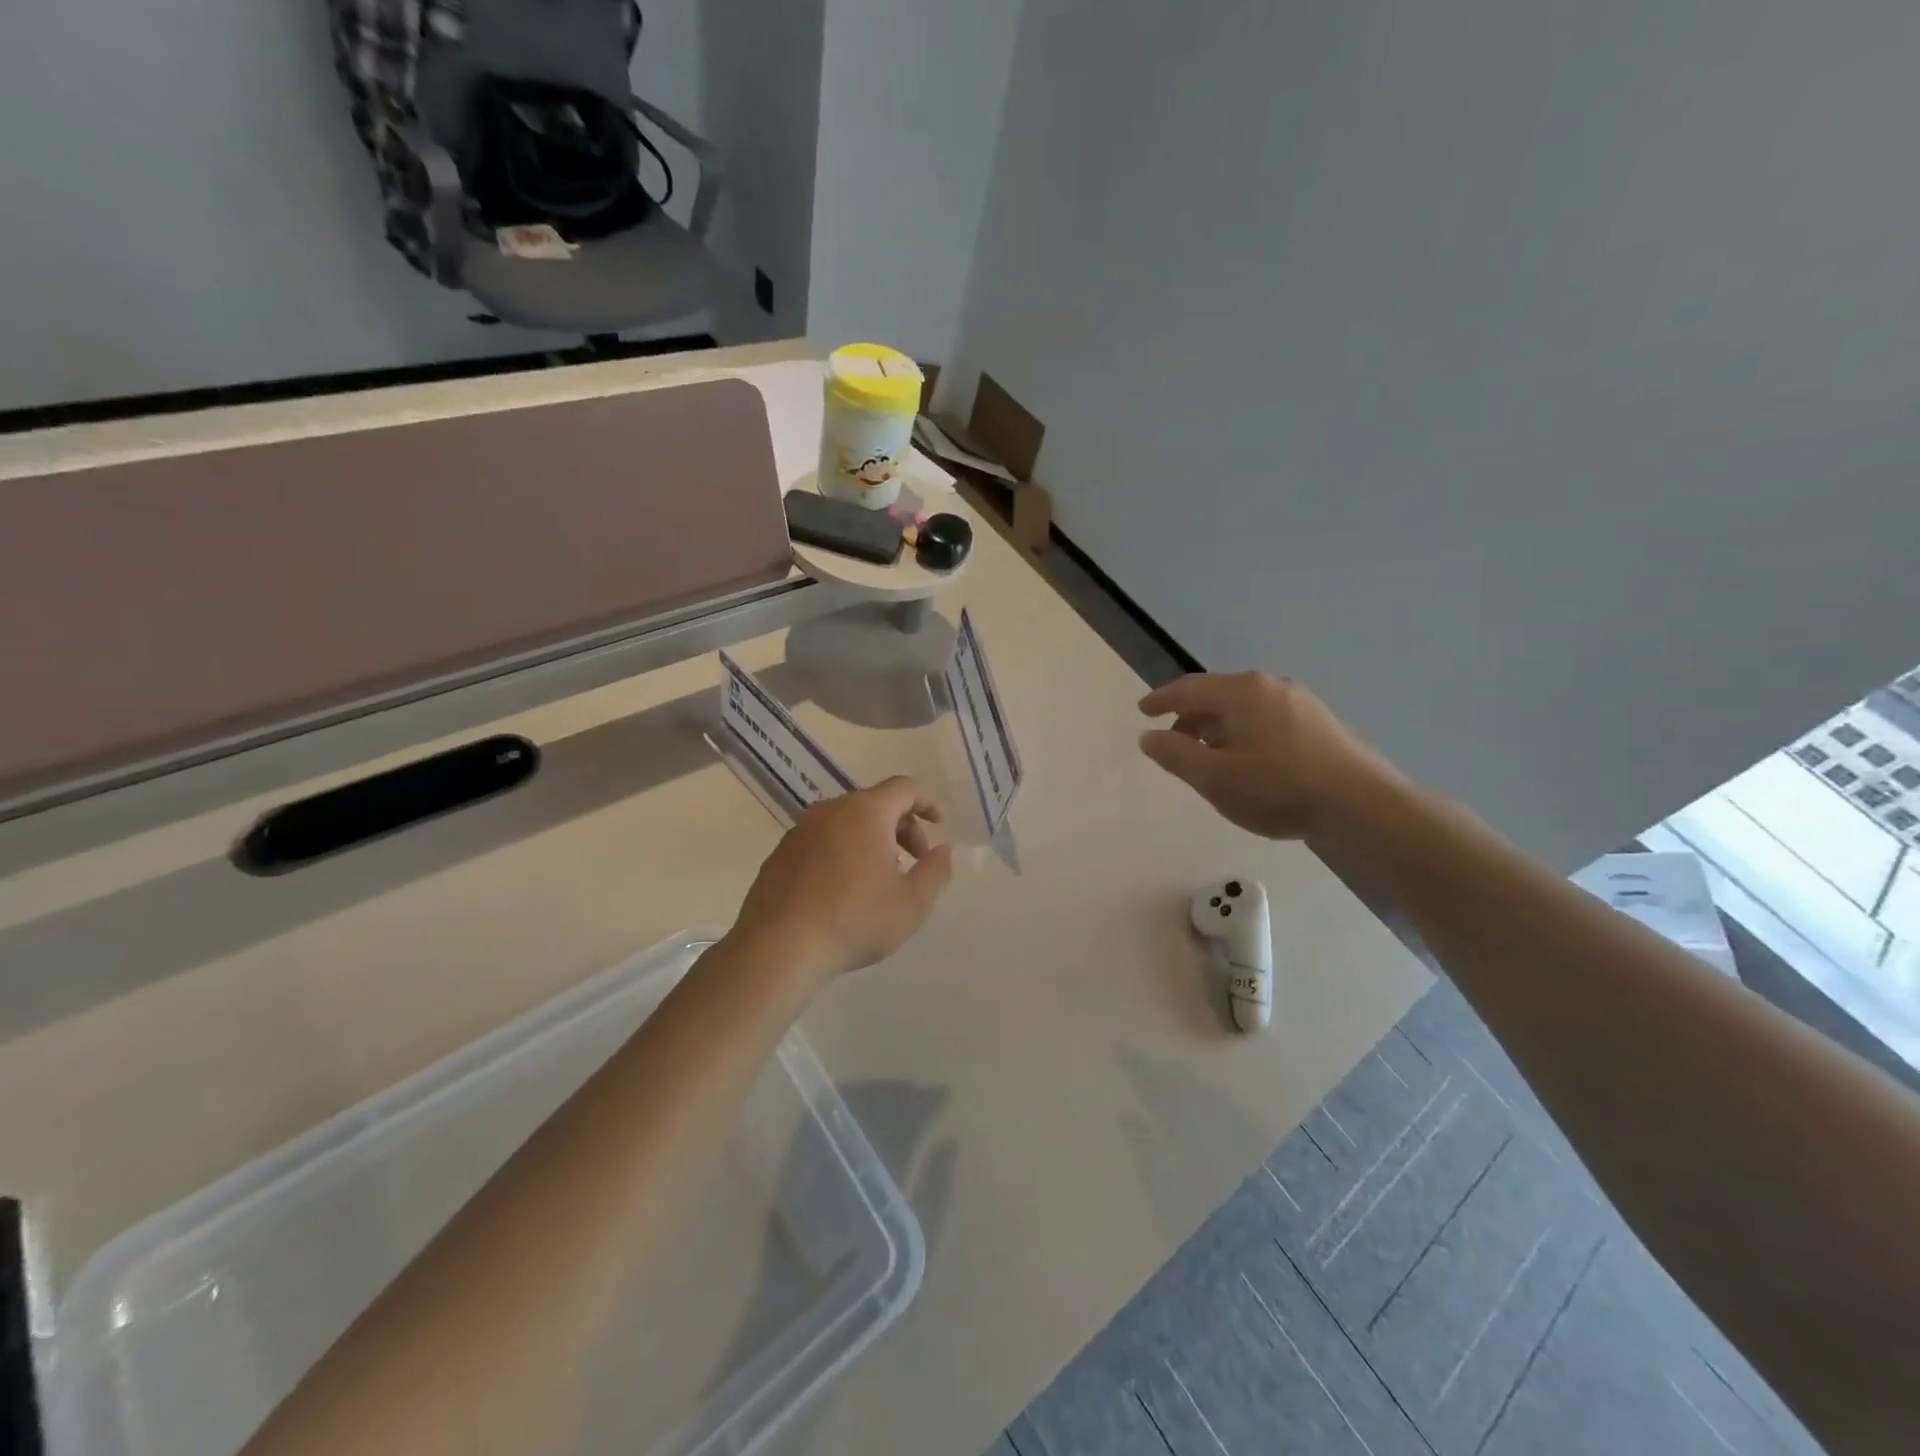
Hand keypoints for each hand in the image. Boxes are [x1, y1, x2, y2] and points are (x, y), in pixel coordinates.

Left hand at [729, 777, 954, 984]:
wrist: (779, 947)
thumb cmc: (854, 920)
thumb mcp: (912, 903)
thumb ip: (936, 871)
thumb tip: (943, 849)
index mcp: (866, 812)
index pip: (904, 788)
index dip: (926, 803)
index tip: (938, 825)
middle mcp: (830, 810)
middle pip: (875, 803)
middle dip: (901, 826)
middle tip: (913, 860)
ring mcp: (800, 830)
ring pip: (846, 822)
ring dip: (870, 839)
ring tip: (879, 877)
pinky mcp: (780, 854)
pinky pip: (821, 840)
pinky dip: (841, 852)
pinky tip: (843, 889)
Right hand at [1138, 673, 1396, 839]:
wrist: (1362, 804)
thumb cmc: (1278, 787)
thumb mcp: (1213, 777)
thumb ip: (1175, 755)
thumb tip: (1149, 736)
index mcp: (1242, 692)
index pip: (1189, 687)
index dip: (1162, 699)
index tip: (1143, 711)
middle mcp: (1271, 687)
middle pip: (1218, 694)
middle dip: (1190, 716)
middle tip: (1173, 741)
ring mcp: (1301, 703)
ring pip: (1244, 708)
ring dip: (1217, 727)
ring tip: (1208, 757)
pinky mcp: (1320, 724)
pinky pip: (1267, 719)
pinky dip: (1244, 733)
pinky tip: (1247, 762)